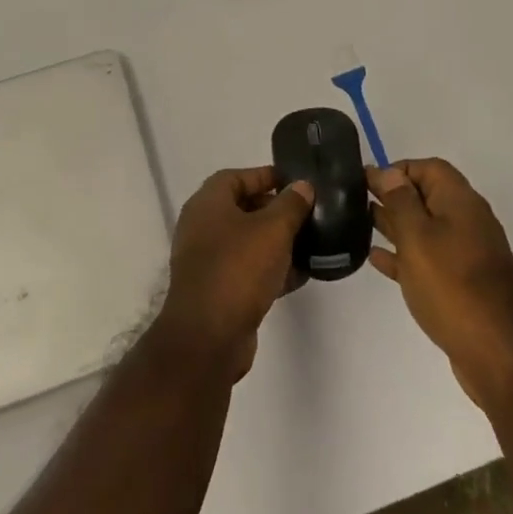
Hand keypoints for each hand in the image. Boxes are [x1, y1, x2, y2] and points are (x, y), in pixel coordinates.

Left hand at [154, 166, 313, 380]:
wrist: (208, 337)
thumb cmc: (238, 269)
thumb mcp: (273, 229)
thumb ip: (291, 204)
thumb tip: (302, 186)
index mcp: (208, 203)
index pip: (237, 177)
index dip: (266, 176)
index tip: (296, 183)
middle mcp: (202, 227)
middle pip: (242, 208)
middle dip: (275, 209)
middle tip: (307, 213)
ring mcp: (207, 260)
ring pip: (247, 242)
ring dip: (276, 242)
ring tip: (310, 243)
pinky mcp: (217, 290)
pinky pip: (247, 270)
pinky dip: (270, 269)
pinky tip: (300, 275)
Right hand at [368, 159, 512, 406]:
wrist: (497, 353)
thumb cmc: (451, 286)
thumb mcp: (417, 237)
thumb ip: (400, 201)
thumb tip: (387, 171)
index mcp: (460, 202)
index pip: (429, 168)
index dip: (398, 169)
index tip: (368, 182)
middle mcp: (467, 221)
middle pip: (427, 196)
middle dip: (394, 196)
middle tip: (357, 201)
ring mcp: (466, 254)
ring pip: (426, 228)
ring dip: (396, 225)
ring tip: (361, 224)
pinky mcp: (462, 283)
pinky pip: (429, 258)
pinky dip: (405, 254)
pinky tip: (378, 259)